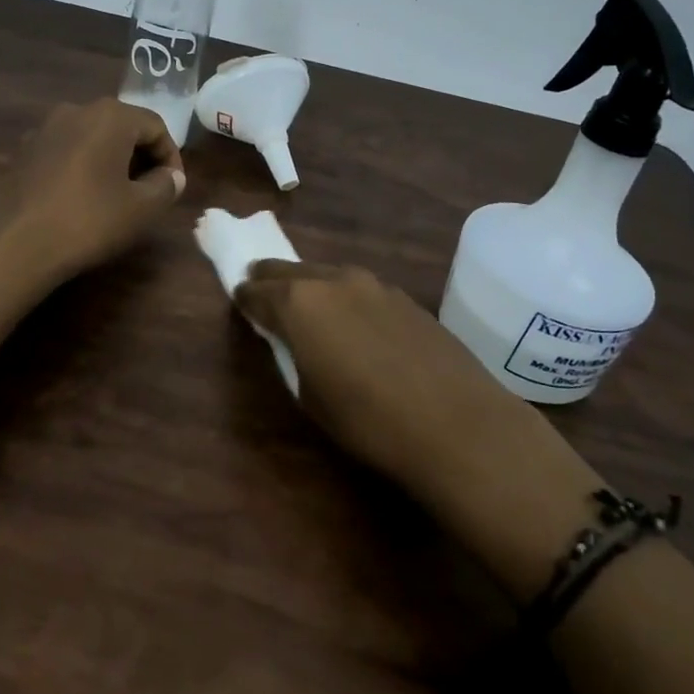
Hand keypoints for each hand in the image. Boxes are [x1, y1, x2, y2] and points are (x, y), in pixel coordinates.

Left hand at [0, 99, 185, 285]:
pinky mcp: (24, 151)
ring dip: (112, 162)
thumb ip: (165, 186)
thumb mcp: (141, 208)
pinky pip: (67, 151)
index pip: (156, 126)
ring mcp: (45, 129)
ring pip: (93, 138)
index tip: (173, 188)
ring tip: (119, 196)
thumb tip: (171, 177)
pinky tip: (83, 199)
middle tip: (151, 191)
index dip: (171, 157)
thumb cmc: (88, 220)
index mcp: (110, 115)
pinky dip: (84, 167)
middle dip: (142, 157)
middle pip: (123, 127)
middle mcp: (77, 110)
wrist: (13, 243)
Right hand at [234, 261, 504, 484]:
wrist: (455, 423)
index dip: (244, 298)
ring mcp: (372, 284)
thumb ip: (293, 356)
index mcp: (299, 303)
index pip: (257, 292)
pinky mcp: (403, 297)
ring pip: (327, 274)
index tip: (238, 301)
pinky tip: (353, 320)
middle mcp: (332, 281)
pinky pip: (359, 288)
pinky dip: (344, 296)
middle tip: (258, 285)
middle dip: (270, 278)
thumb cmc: (368, 420)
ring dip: (309, 284)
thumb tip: (291, 340)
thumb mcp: (310, 397)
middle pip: (289, 270)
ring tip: (306, 303)